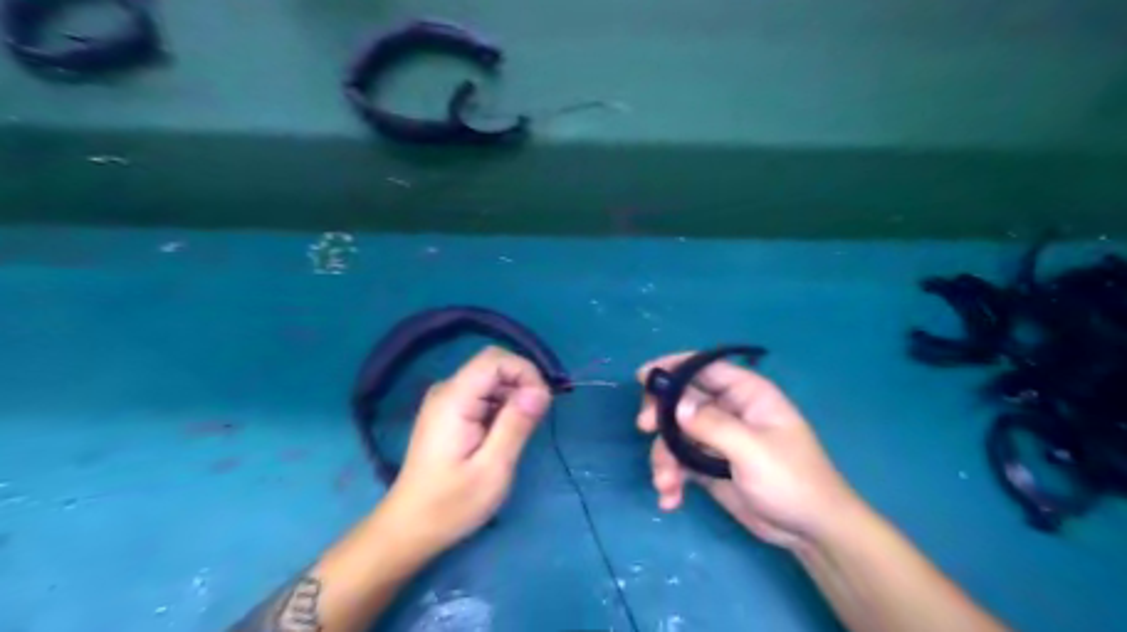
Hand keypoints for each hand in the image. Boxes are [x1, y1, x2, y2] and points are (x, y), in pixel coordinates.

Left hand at [380, 346, 553, 552]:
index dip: (525, 372)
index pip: (495, 359)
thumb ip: (516, 424)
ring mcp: (446, 401)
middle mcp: (447, 391)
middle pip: (494, 366)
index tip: (541, 404)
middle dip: (522, 384)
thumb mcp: (493, 468)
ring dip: (514, 397)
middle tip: (535, 421)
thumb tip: (541, 390)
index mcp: (454, 399)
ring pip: (491, 380)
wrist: (410, 528)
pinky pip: (483, 394)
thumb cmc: (451, 504)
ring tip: (520, 433)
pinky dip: (502, 406)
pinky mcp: (450, 412)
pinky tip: (504, 435)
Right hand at [633, 352, 865, 549]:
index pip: (705, 367)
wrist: (810, 531)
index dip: (673, 367)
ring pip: (676, 434)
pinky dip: (671, 477)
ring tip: (665, 482)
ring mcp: (717, 439)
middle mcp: (729, 411)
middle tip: (644, 427)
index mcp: (747, 394)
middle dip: (661, 414)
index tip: (643, 376)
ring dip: (664, 456)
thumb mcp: (752, 451)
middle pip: (682, 399)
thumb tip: (674, 404)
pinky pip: (680, 462)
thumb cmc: (792, 480)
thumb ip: (712, 425)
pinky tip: (670, 499)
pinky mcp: (709, 466)